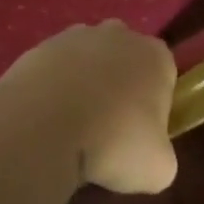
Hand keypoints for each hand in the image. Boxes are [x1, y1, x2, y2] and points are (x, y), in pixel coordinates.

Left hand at [0, 21, 178, 193]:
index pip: (164, 71)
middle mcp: (117, 34)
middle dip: (120, 84)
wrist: (45, 125)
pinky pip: (55, 67)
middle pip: (125, 57)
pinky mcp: (39, 45)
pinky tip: (48, 118)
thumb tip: (150, 153)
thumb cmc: (114, 143)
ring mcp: (74, 35)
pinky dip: (54, 87)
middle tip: (110, 127)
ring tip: (73, 125)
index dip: (156, 101)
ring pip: (87, 59)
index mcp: (154, 55)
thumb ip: (161, 153)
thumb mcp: (158, 169)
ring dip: (84, 83)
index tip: (144, 130)